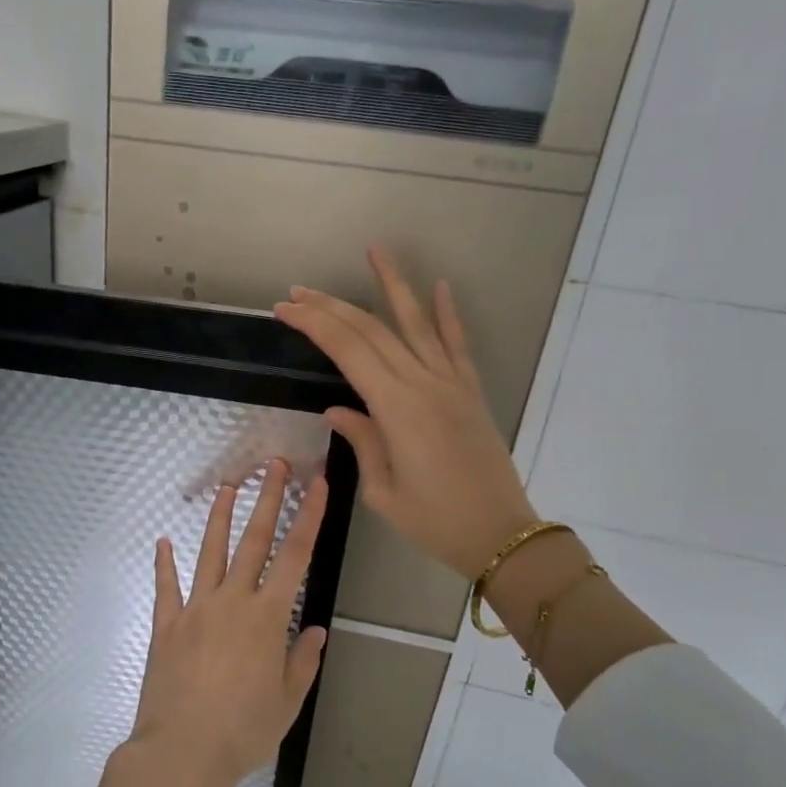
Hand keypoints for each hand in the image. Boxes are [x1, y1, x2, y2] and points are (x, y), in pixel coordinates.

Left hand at [103, 462, 328, 786]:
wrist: (182, 752)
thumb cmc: (244, 730)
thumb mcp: (288, 701)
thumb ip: (302, 661)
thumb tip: (313, 630)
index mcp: (267, 617)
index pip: (295, 555)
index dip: (309, 516)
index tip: (318, 484)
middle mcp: (232, 601)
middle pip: (253, 540)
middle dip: (267, 499)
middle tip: (274, 464)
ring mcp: (195, 609)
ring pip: (209, 552)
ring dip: (219, 517)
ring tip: (227, 485)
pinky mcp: (166, 625)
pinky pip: (166, 587)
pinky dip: (164, 563)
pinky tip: (162, 541)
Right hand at [275, 249, 536, 579]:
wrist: (500, 535)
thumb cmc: (435, 522)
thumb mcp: (383, 490)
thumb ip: (362, 441)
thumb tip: (337, 409)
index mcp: (395, 408)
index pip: (347, 350)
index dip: (314, 324)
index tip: (285, 309)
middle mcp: (423, 383)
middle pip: (372, 330)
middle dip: (332, 306)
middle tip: (299, 291)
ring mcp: (451, 383)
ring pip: (416, 323)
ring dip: (393, 286)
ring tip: (375, 251)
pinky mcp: (470, 392)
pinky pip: (456, 344)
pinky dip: (447, 314)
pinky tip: (440, 287)